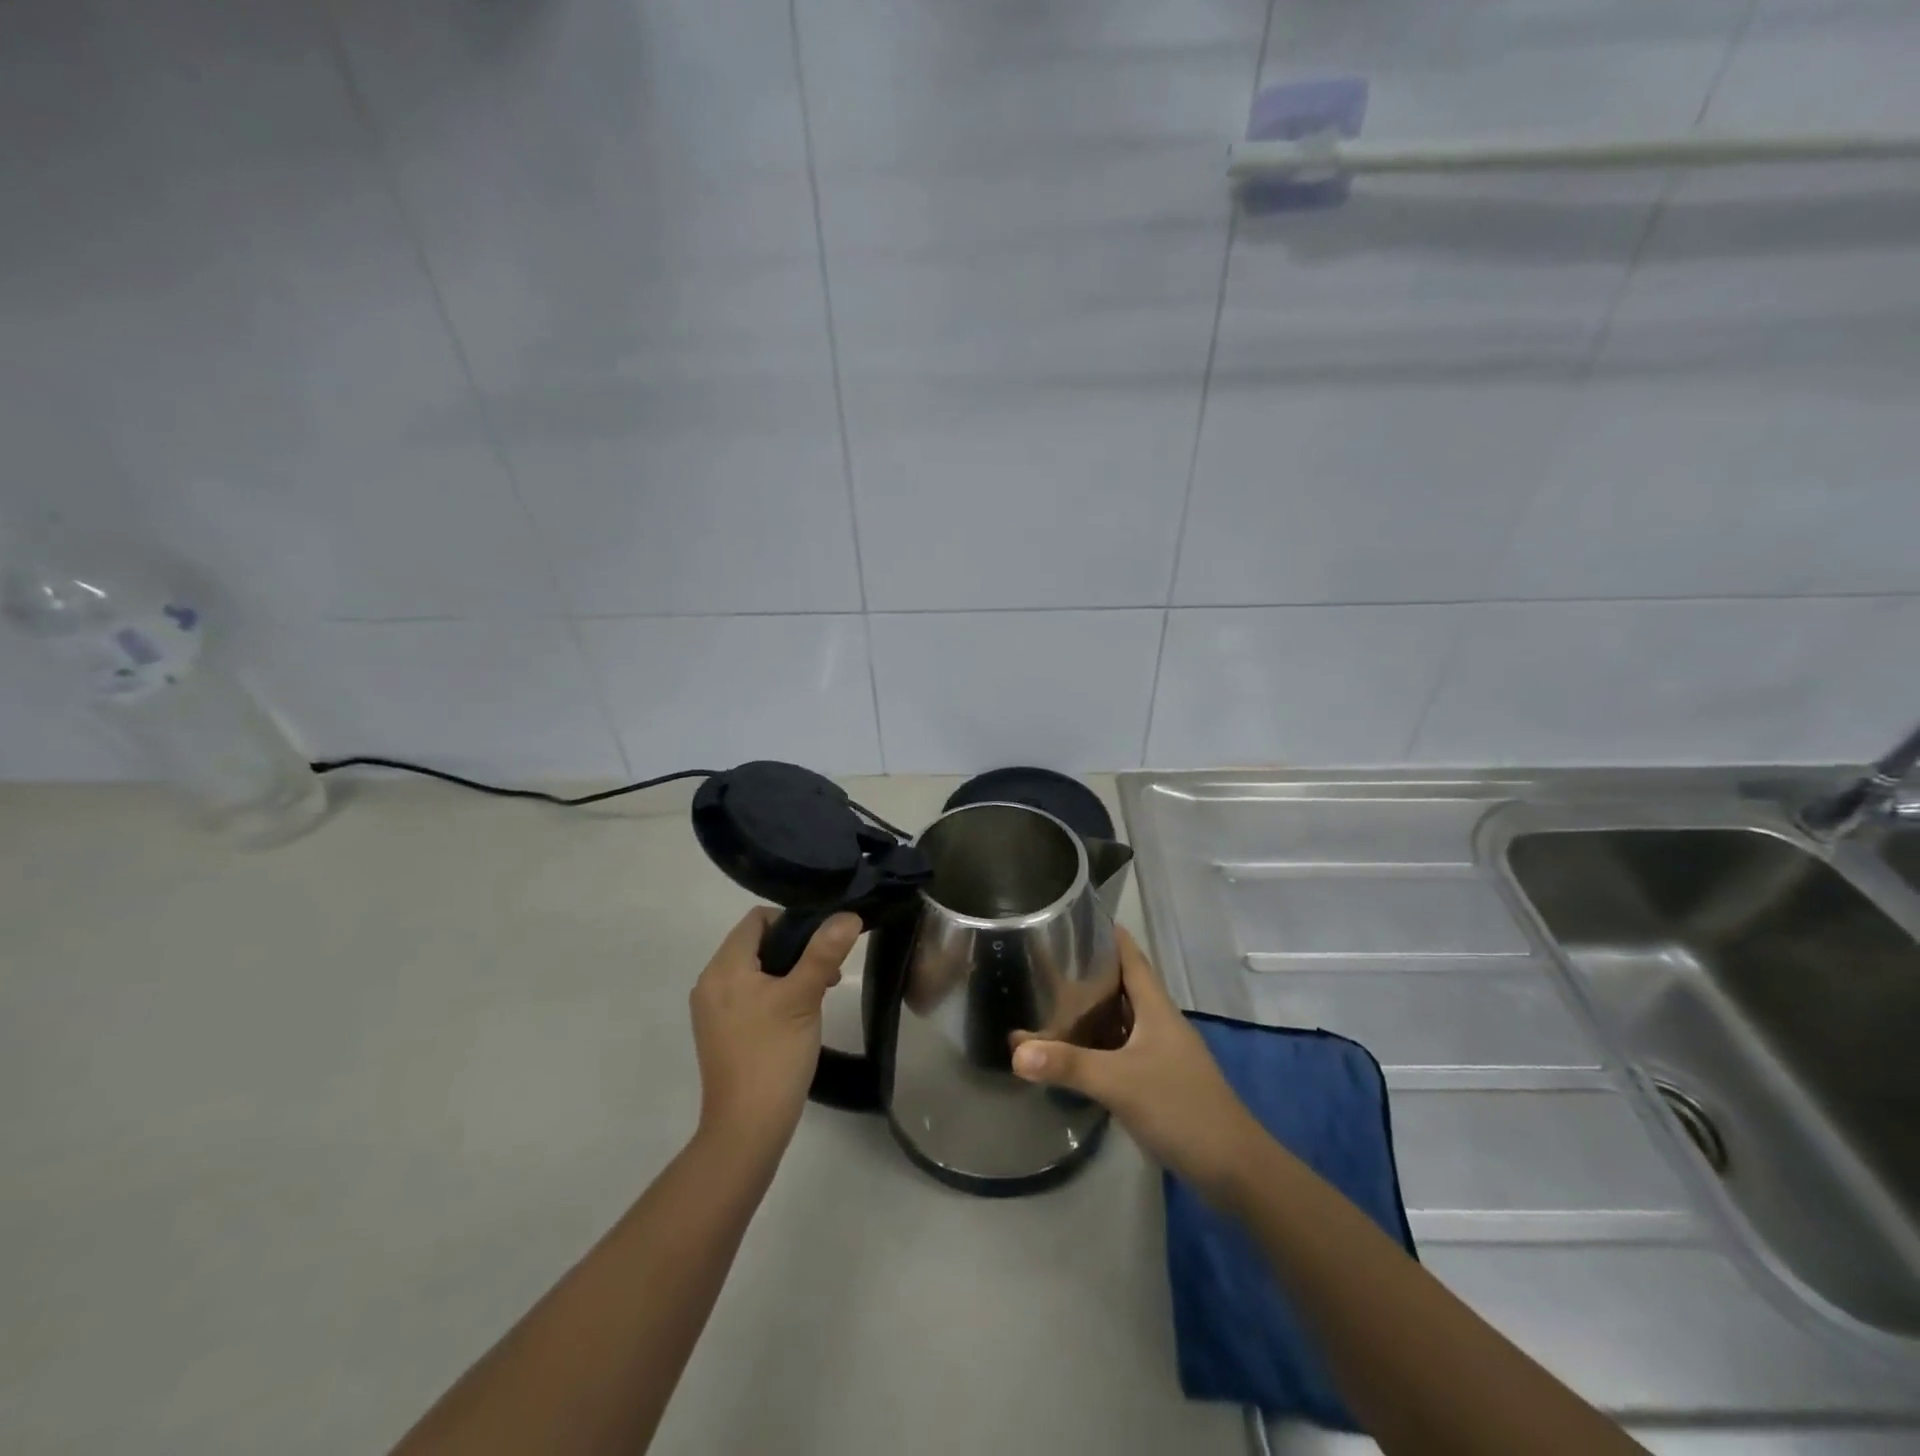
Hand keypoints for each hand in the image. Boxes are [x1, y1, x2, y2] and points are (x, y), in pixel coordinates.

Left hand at [690, 907, 861, 1158]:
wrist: (747, 1129)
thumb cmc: (774, 1055)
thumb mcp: (804, 997)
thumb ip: (824, 952)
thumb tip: (848, 915)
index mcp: (724, 967)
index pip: (757, 919)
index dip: (793, 921)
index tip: (822, 944)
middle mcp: (711, 982)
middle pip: (756, 942)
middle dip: (794, 949)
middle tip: (826, 972)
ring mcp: (712, 1009)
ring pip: (754, 969)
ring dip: (787, 971)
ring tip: (817, 994)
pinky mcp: (720, 1031)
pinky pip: (748, 993)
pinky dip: (773, 992)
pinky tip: (797, 1014)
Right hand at [1011, 927, 1263, 1203]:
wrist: (1234, 1169)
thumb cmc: (1180, 1108)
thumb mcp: (1119, 1083)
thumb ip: (1068, 1065)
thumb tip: (1015, 1050)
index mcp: (1156, 1008)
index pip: (1131, 956)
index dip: (1107, 934)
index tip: (1073, 918)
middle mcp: (1160, 1023)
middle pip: (1123, 985)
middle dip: (1089, 972)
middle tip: (1047, 962)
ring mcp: (1161, 1053)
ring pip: (1122, 1019)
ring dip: (1092, 1009)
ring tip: (1051, 1000)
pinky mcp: (1159, 1080)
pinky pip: (1122, 1048)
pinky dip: (1098, 1043)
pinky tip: (1074, 1051)